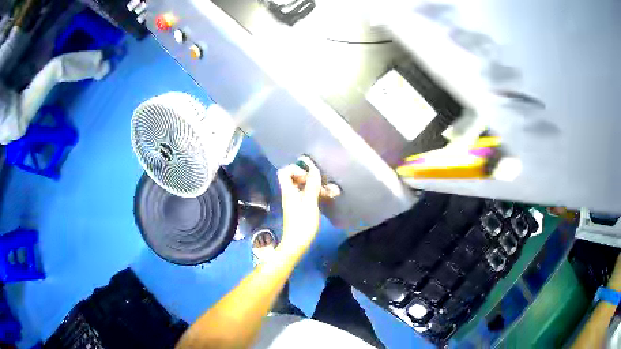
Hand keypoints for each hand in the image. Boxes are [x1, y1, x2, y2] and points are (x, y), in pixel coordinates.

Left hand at [277, 156, 321, 253]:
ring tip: (332, 191)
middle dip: (310, 177)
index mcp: (288, 191)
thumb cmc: (302, 224)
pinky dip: (317, 195)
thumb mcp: (309, 203)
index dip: (296, 169)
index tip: (308, 175)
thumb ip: (311, 186)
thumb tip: (313, 169)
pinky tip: (329, 197)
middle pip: (295, 178)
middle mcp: (290, 194)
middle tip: (322, 183)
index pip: (285, 172)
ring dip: (317, 187)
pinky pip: (308, 196)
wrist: (296, 244)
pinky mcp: (301, 209)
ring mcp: (295, 202)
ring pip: (304, 188)